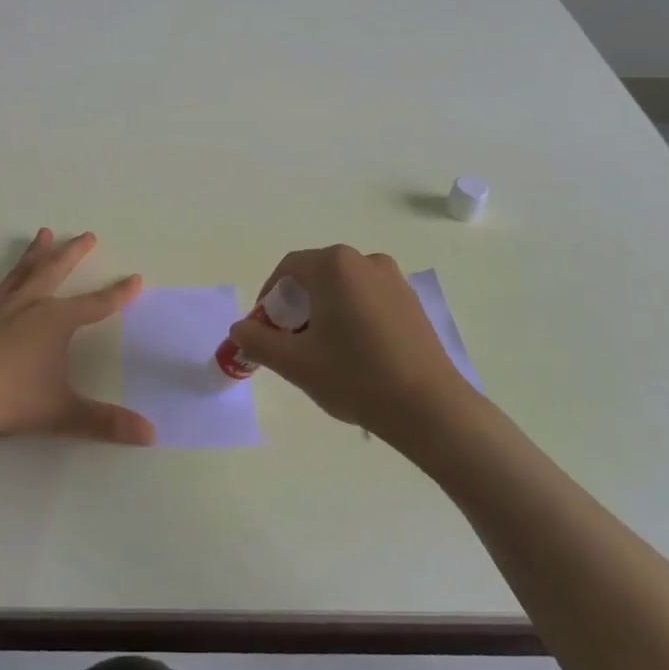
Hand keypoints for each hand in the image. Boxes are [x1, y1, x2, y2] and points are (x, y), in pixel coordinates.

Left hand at [0, 228, 154, 446]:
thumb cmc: (10, 401)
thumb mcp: (63, 413)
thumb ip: (106, 422)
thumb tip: (152, 434)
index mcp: (54, 322)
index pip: (96, 305)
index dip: (118, 294)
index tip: (135, 278)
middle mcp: (27, 305)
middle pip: (55, 271)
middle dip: (74, 253)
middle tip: (87, 236)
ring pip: (17, 274)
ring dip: (31, 254)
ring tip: (43, 233)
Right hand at [227, 245, 469, 440]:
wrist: (430, 408)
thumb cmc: (355, 377)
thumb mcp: (295, 362)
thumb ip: (258, 340)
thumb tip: (239, 328)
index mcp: (334, 266)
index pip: (288, 268)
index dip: (269, 297)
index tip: (264, 329)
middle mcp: (365, 261)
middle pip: (316, 276)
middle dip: (296, 306)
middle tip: (290, 343)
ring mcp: (393, 280)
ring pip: (343, 288)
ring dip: (324, 311)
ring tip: (322, 351)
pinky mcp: (412, 302)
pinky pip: (369, 299)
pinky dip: (352, 316)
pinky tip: (355, 354)